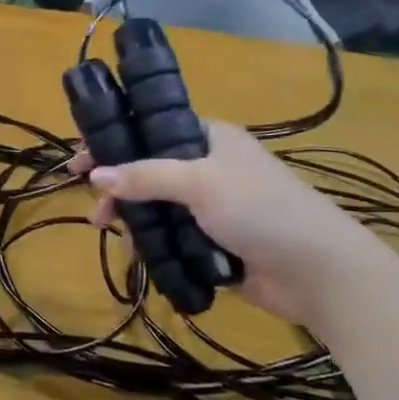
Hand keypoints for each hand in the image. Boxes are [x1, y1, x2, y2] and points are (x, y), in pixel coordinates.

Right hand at [72, 122, 385, 324]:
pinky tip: (134, 253)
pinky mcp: (212, 241)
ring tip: (106, 229)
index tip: (81, 156)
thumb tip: (95, 175)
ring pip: (157, 204)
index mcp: (210, 137)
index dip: (115, 138)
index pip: (152, 128)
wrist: (317, 271)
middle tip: (92, 202)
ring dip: (131, 215)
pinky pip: (170, 235)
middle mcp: (208, 166)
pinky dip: (150, 241)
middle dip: (118, 183)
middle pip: (149, 168)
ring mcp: (211, 206)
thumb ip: (146, 176)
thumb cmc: (261, 209)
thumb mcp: (200, 182)